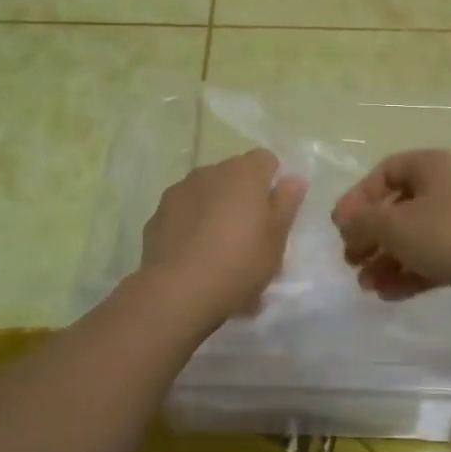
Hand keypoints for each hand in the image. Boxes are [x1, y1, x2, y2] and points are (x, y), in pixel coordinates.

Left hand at [140, 149, 306, 323]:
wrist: (178, 292)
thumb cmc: (239, 263)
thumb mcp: (276, 239)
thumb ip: (286, 203)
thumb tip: (294, 178)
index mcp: (243, 174)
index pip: (265, 159)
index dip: (273, 181)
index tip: (275, 212)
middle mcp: (208, 173)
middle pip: (233, 176)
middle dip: (243, 197)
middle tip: (251, 235)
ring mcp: (178, 193)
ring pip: (206, 194)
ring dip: (215, 210)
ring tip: (220, 249)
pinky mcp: (156, 217)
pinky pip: (183, 214)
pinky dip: (192, 227)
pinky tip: (195, 258)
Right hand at [331, 150, 450, 318]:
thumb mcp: (396, 225)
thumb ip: (363, 223)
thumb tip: (345, 223)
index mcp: (431, 167)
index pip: (385, 172)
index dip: (358, 198)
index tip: (341, 227)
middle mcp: (449, 188)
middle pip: (399, 208)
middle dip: (371, 236)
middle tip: (351, 261)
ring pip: (416, 238)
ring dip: (387, 260)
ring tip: (367, 286)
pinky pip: (434, 260)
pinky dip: (410, 274)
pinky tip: (389, 295)